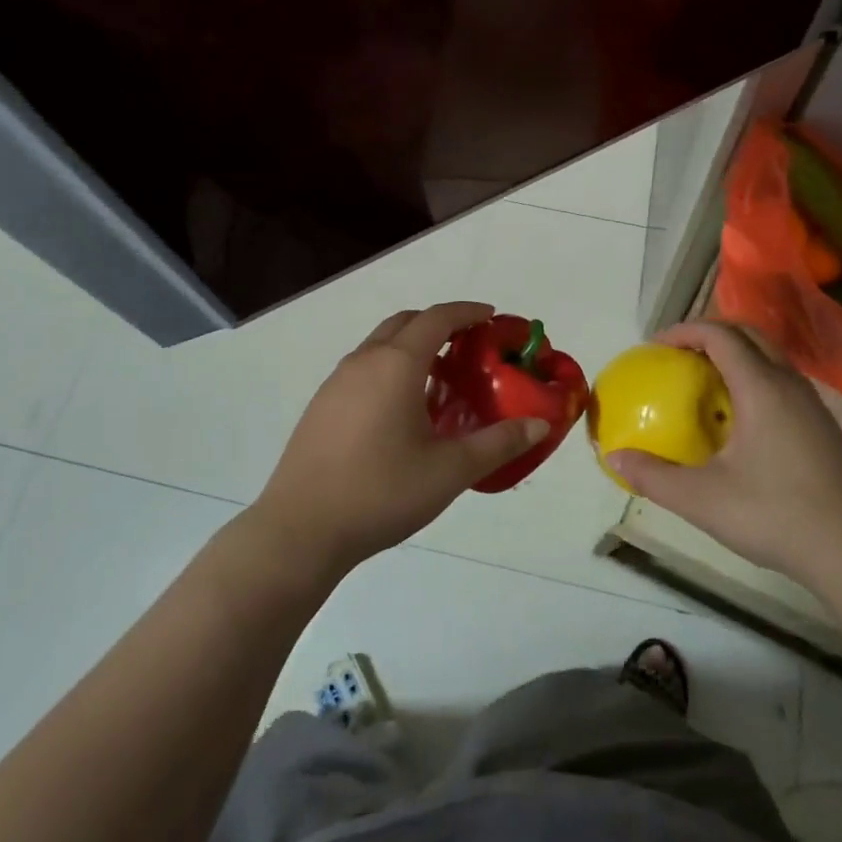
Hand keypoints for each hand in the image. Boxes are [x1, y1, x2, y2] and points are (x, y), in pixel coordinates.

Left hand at [250, 302, 545, 578]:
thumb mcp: (449, 470)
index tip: (491, 317)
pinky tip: (400, 409)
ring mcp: (337, 381)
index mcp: (397, 365)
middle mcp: (364, 360)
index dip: (467, 311)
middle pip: (406, 322)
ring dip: (412, 346)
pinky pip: (363, 367)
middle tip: (469, 346)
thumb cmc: (381, 492)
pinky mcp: (321, 405)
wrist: (300, 530)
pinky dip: (390, 367)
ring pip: (380, 344)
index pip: (437, 318)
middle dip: (439, 323)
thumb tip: (540, 425)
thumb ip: (498, 443)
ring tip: (439, 378)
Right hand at [605, 322, 841, 592]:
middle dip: (709, 334)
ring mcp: (812, 404)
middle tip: (678, 356)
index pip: (720, 334)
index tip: (655, 346)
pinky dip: (753, 378)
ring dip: (735, 355)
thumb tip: (614, 457)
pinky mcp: (823, 426)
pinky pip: (782, 380)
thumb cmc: (776, 515)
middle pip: (748, 334)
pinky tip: (739, 419)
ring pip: (769, 356)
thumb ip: (654, 476)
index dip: (684, 331)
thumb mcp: (703, 499)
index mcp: (761, 387)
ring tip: (704, 382)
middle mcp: (789, 383)